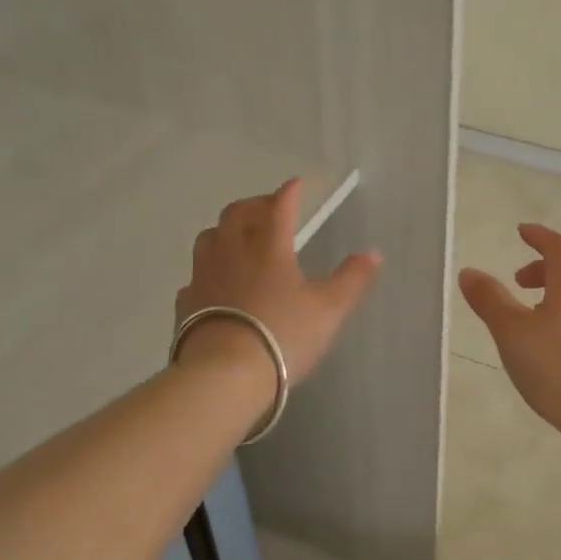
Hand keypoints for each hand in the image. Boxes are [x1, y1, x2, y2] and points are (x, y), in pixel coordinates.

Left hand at [177, 179, 381, 381]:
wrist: (224, 375)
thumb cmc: (283, 335)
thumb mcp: (330, 309)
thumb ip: (352, 279)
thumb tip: (374, 253)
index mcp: (269, 247)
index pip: (279, 207)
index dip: (290, 193)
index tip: (297, 184)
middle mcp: (233, 252)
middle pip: (237, 214)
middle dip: (255, 205)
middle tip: (269, 209)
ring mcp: (204, 276)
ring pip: (210, 237)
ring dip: (226, 229)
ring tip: (239, 237)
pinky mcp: (186, 303)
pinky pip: (196, 274)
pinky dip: (209, 268)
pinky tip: (216, 282)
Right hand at [458, 224, 560, 438]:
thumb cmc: (558, 369)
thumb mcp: (512, 334)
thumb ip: (490, 300)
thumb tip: (469, 271)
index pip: (558, 246)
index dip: (539, 236)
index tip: (522, 232)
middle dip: (546, 267)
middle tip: (520, 281)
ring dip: (560, 294)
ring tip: (536, 317)